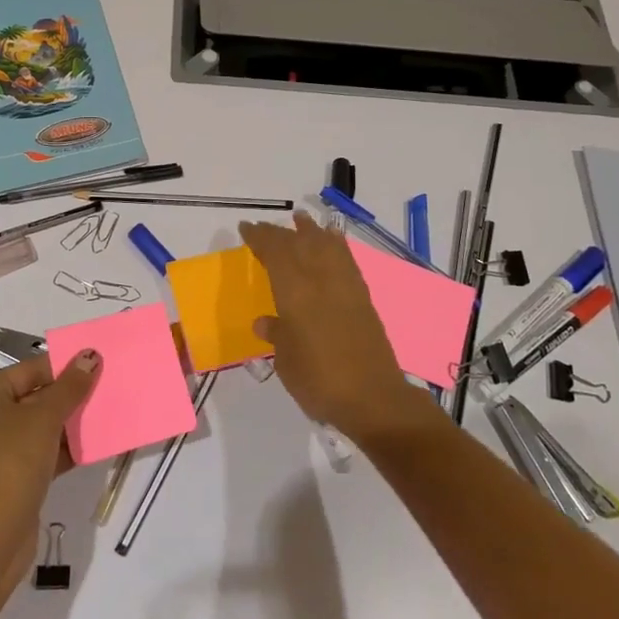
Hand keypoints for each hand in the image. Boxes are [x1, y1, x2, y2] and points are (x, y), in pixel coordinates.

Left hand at [0, 351, 100, 570]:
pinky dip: (59, 450)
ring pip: (36, 428)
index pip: (29, 370)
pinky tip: (90, 449)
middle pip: (32, 397)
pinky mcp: (3, 480)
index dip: (64, 367)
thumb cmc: (12, 464)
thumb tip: (90, 355)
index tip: (97, 366)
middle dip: (68, 396)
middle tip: (104, 390)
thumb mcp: (45, 418)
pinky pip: (35, 455)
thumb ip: (70, 386)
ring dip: (67, 424)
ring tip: (102, 417)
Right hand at [238, 212, 424, 441]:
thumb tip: (266, 321)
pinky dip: (336, 245)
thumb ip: (276, 334)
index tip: (246, 228)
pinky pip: (346, 258)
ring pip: (326, 245)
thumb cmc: (319, 380)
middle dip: (279, 232)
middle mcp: (320, 279)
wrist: (373, 398)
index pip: (274, 252)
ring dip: (311, 230)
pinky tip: (333, 242)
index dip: (259, 237)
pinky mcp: (363, 296)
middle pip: (299, 243)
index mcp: (295, 291)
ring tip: (301, 219)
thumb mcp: (286, 360)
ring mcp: (345, 285)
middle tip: (264, 228)